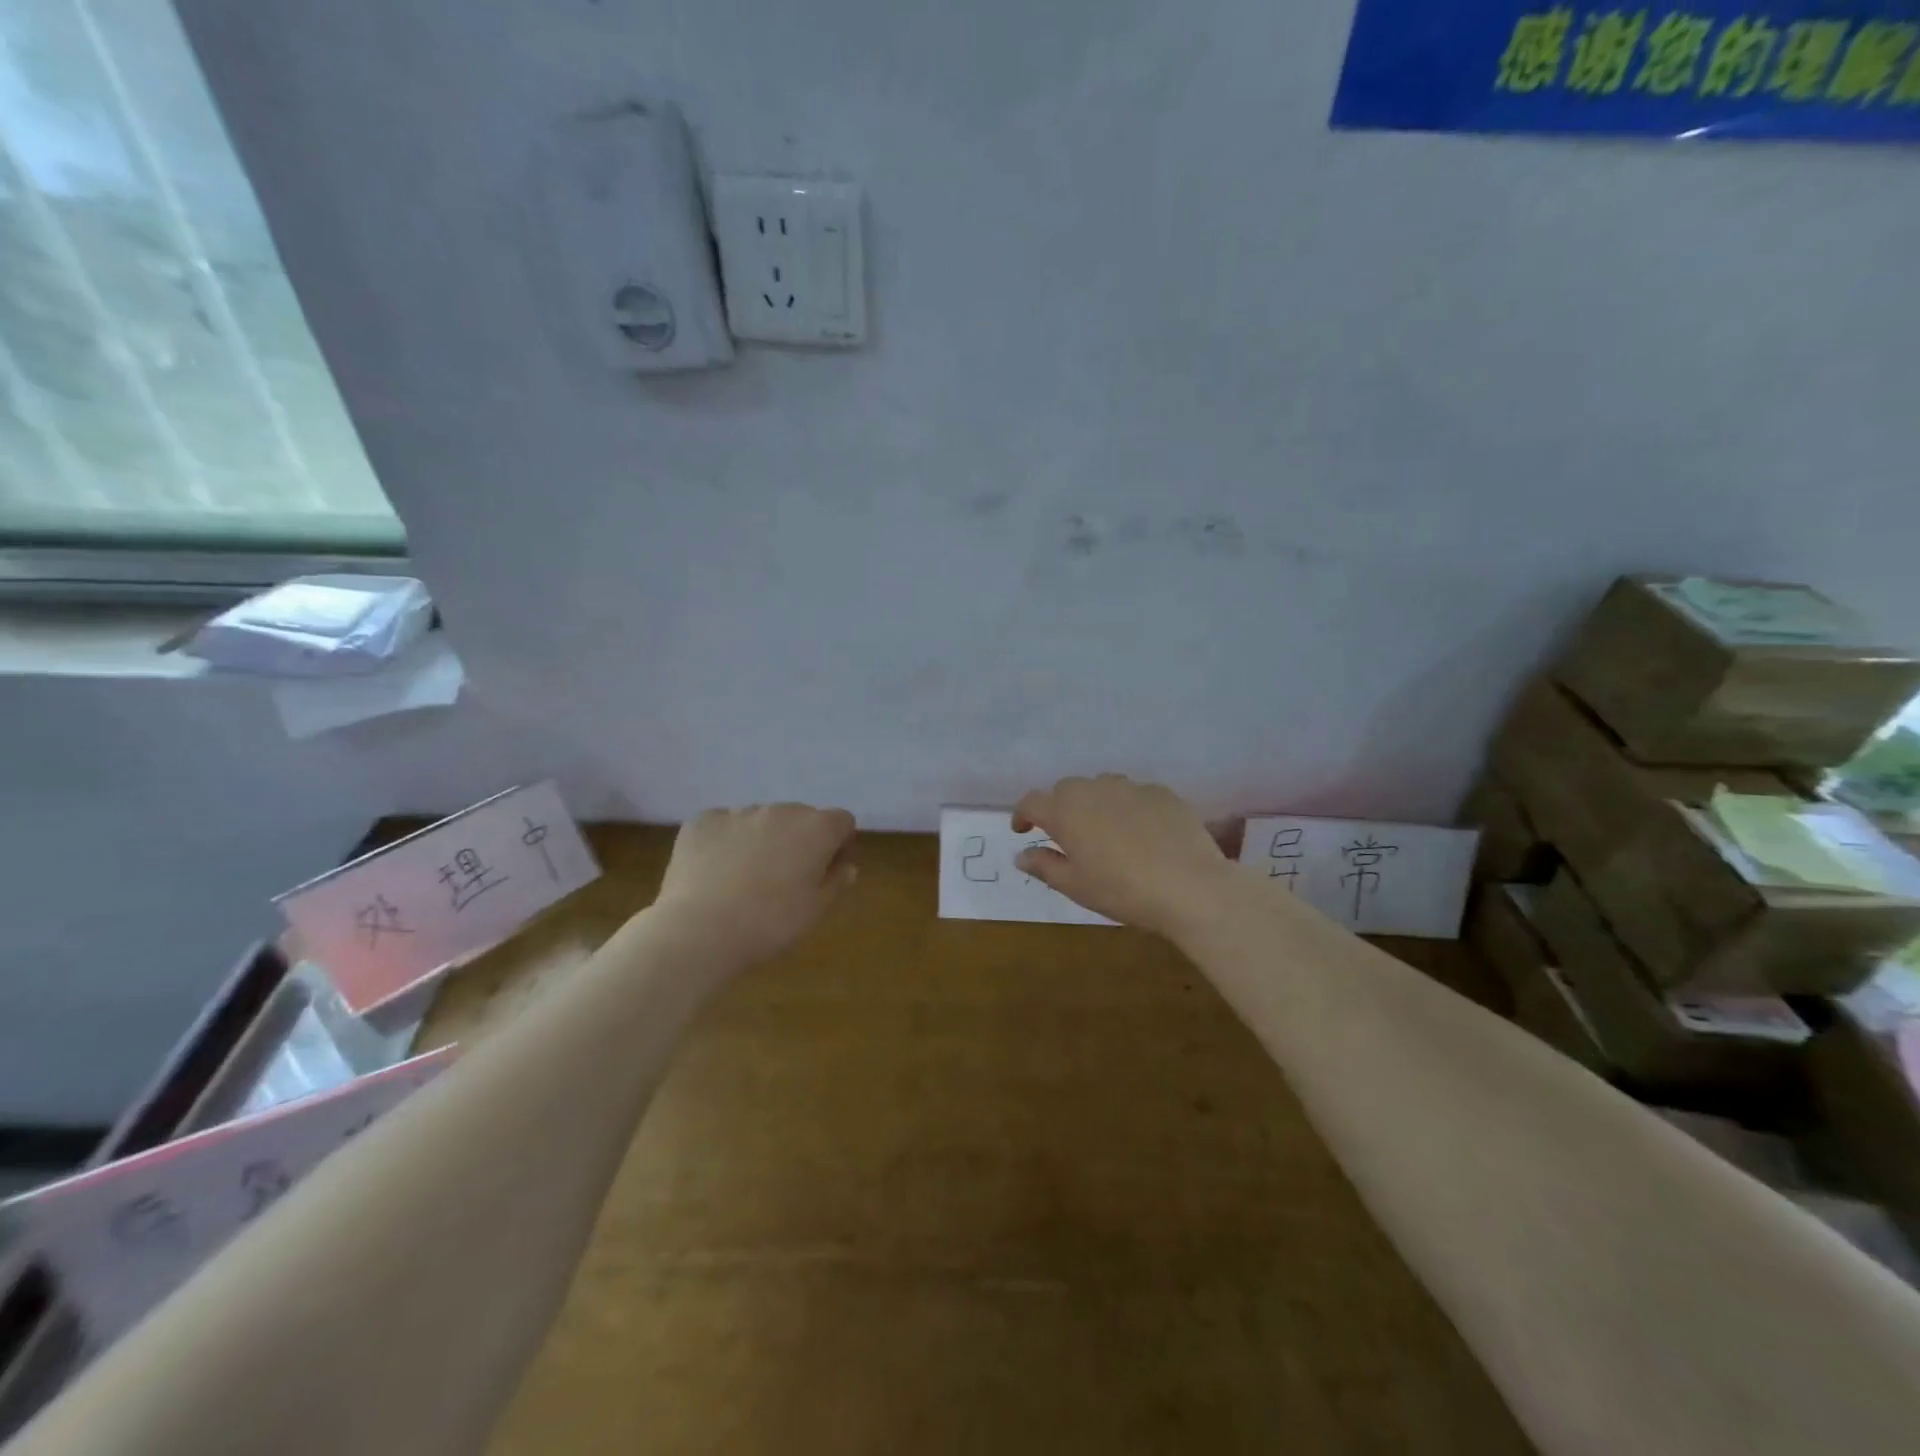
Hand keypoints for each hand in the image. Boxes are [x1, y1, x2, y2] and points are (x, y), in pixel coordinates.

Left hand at [654, 803, 858, 965]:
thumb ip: (836, 881)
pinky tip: (716, 873)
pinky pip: (724, 825)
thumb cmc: (769, 924)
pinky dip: (726, 842)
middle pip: (801, 817)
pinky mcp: (702, 821)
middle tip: (787, 878)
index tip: (830, 870)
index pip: (841, 821)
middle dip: (800, 840)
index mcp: (816, 829)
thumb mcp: (814, 910)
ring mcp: (739, 812)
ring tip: (746, 878)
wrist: (699, 932)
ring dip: (763, 839)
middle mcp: (781, 810)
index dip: (840, 843)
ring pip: (761, 820)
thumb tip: (846, 866)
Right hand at [1012, 775, 1239, 938]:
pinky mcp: (1162, 793)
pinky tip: (1141, 833)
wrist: (1190, 886)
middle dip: (1060, 808)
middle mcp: (1094, 789)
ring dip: (1094, 804)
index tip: (1023, 830)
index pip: (1031, 802)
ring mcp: (1130, 787)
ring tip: (1105, 831)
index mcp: (1065, 811)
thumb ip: (1045, 866)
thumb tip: (1021, 855)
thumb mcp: (1075, 886)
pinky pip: (1134, 794)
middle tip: (1066, 836)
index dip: (1023, 814)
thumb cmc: (1122, 890)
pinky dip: (1128, 808)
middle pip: (1066, 789)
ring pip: (1101, 787)